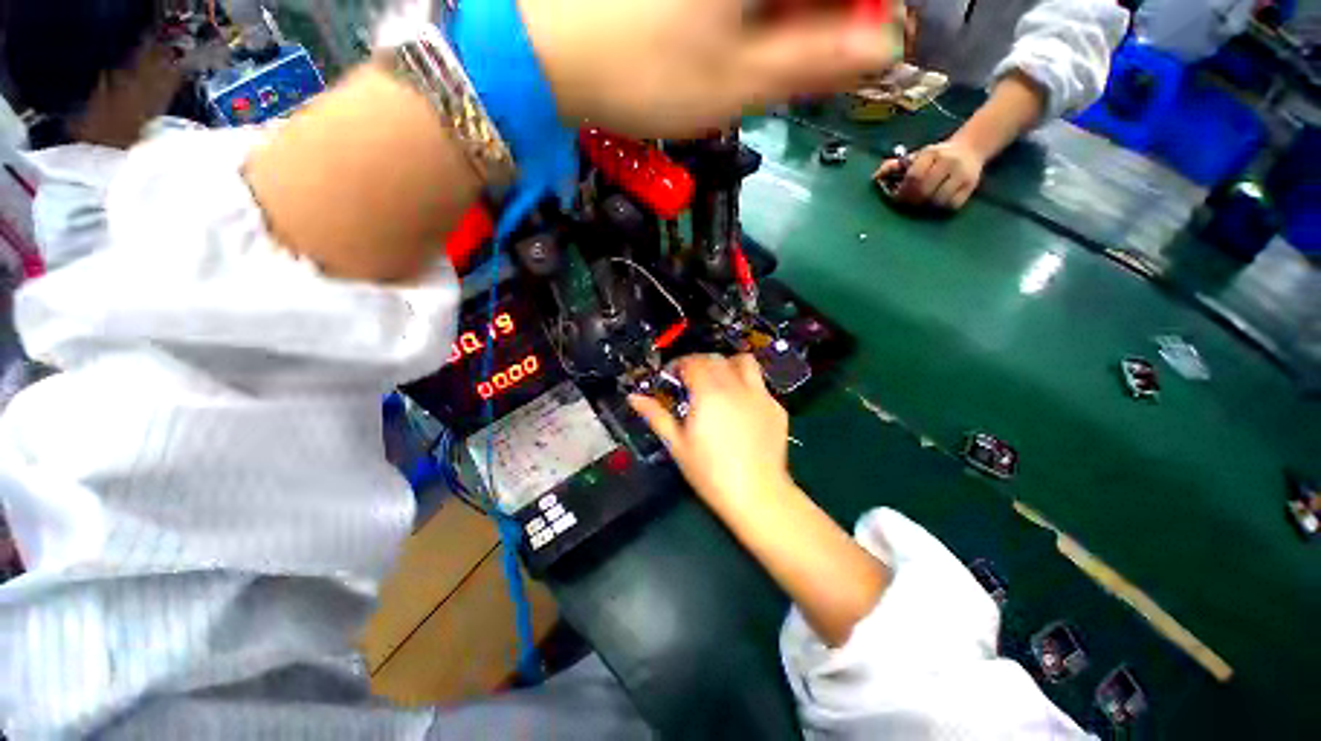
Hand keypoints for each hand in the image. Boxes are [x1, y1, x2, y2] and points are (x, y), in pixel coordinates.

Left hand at [520, 0, 902, 137]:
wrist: (549, 54)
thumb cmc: (646, 74)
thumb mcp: (739, 82)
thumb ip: (817, 60)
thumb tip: (883, 46)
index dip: (872, 9)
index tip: (868, 48)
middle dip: (828, 14)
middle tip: (811, 60)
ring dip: (791, 15)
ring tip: (762, 54)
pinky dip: (755, 10)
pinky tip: (734, 33)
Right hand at [629, 354, 793, 513]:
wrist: (757, 494)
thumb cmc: (710, 473)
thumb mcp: (677, 445)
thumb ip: (656, 416)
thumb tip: (634, 397)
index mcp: (709, 392)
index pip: (693, 362)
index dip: (679, 364)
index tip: (672, 376)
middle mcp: (736, 386)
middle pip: (716, 359)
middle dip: (699, 363)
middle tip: (690, 380)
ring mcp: (760, 395)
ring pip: (744, 362)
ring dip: (728, 365)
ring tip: (719, 382)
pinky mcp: (776, 407)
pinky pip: (759, 384)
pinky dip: (746, 385)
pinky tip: (740, 406)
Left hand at [874, 138, 983, 209]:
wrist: (971, 147)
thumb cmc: (935, 157)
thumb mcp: (916, 156)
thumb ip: (894, 166)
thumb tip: (876, 177)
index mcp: (932, 153)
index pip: (914, 176)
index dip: (903, 191)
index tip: (897, 197)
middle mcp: (949, 161)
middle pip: (925, 189)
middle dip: (912, 200)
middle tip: (907, 204)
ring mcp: (962, 173)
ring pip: (938, 199)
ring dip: (926, 205)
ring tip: (922, 203)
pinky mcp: (971, 185)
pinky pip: (952, 204)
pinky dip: (941, 208)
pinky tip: (935, 204)